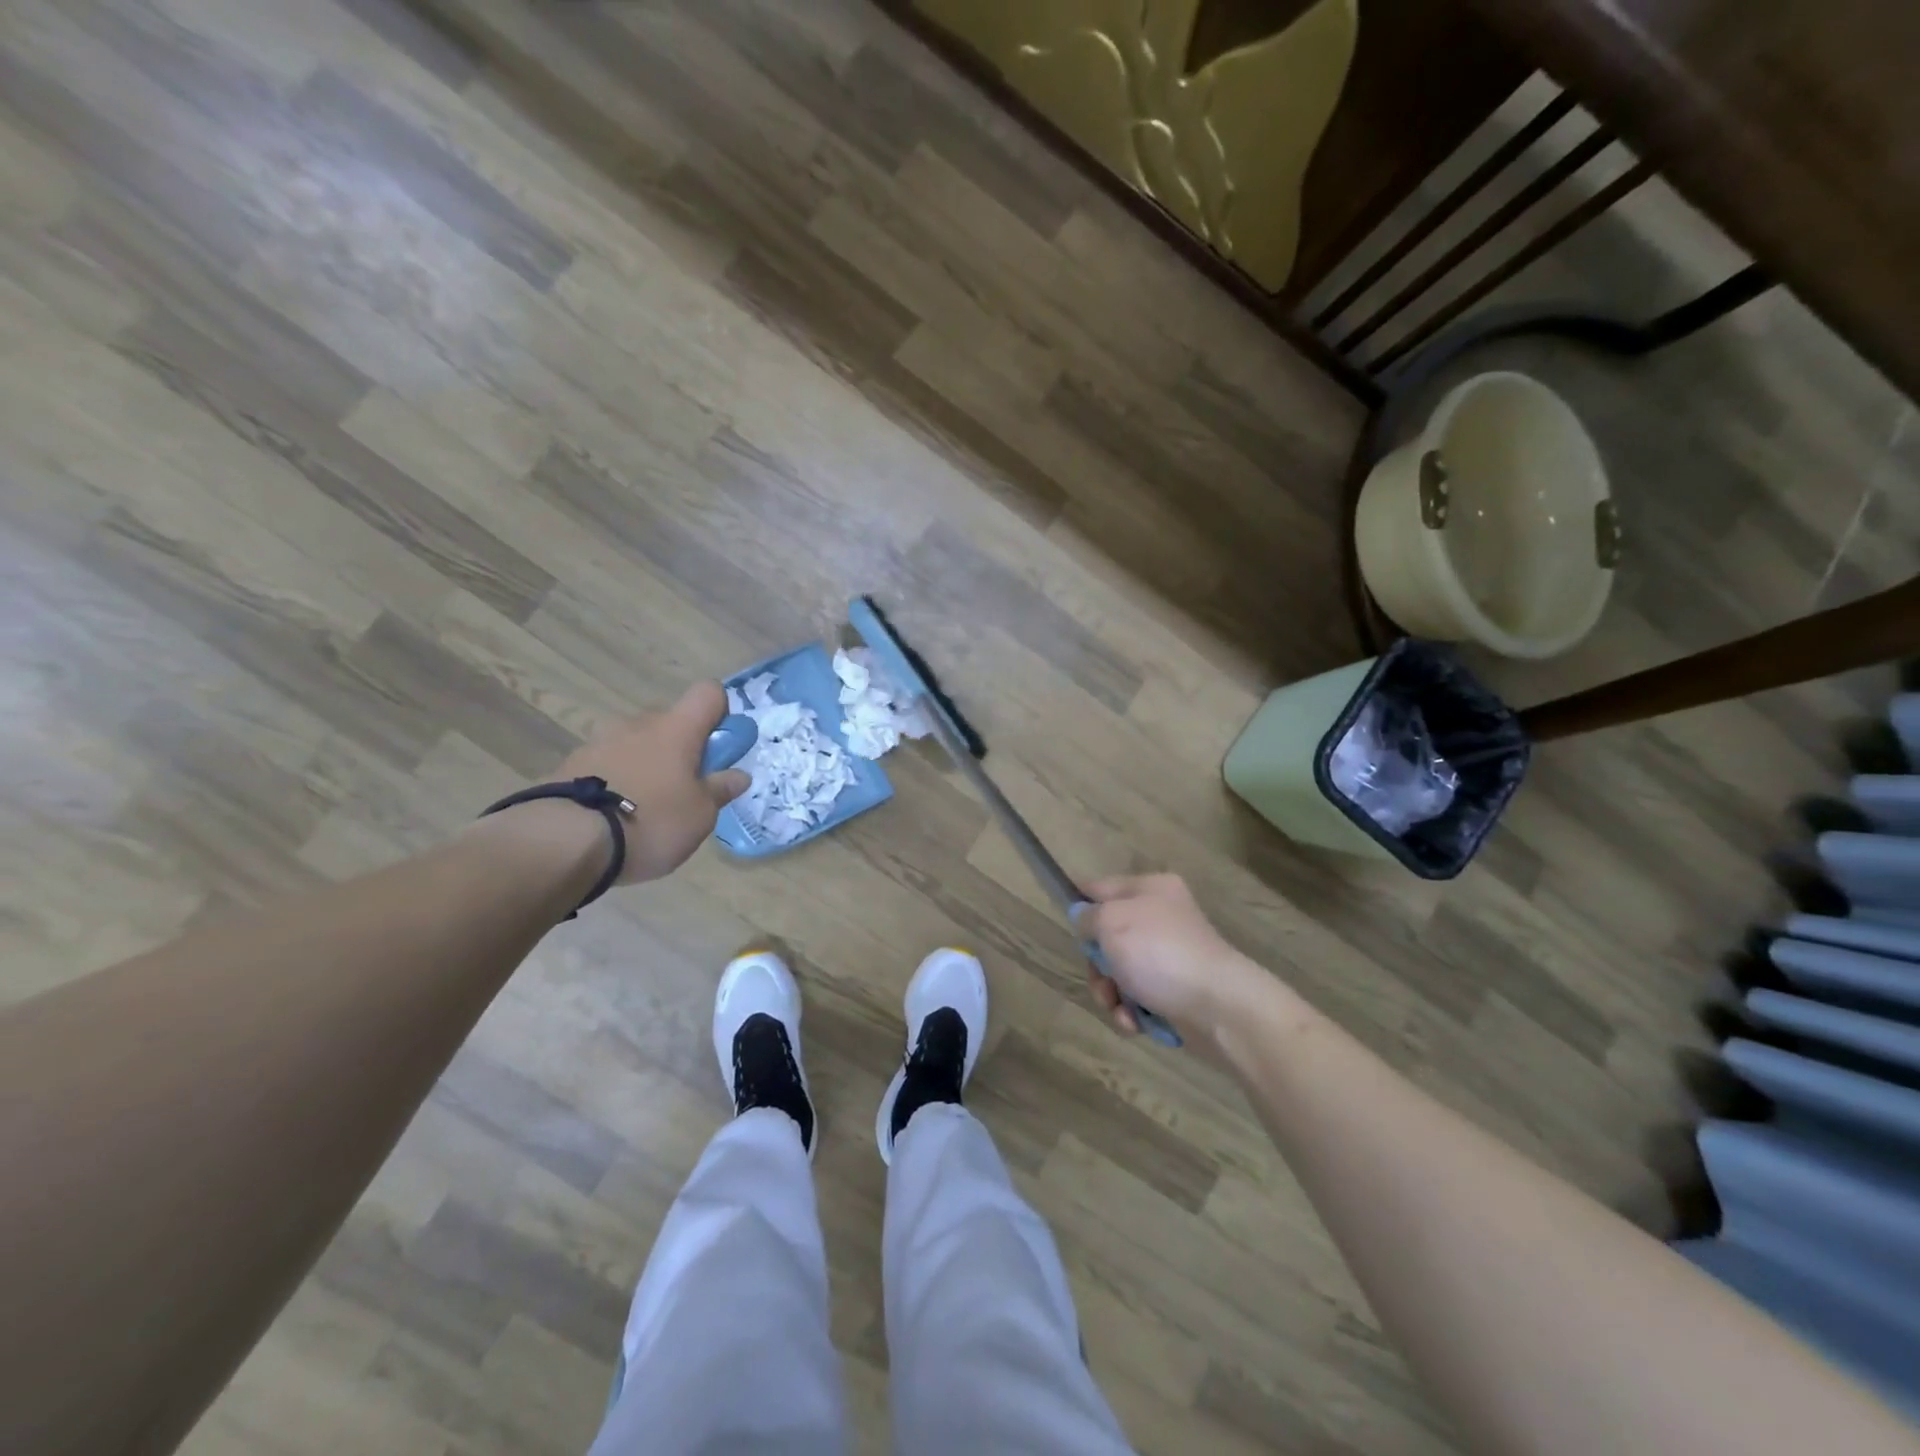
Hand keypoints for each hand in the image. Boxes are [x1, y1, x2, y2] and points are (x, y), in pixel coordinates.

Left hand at [552, 682, 750, 883]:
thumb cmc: (651, 821)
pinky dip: (617, 782)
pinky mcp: (570, 766)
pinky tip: (614, 818)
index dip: (720, 713)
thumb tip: (739, 775)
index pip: (708, 693)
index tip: (721, 748)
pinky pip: (607, 766)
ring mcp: (600, 742)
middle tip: (686, 790)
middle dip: (682, 749)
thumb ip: (720, 790)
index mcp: (677, 729)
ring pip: (637, 745)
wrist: (565, 841)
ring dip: (647, 766)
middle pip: (671, 723)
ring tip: (645, 811)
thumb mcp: (700, 815)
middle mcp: (638, 725)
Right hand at [1077, 874, 1279, 1050]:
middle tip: (1102, 980)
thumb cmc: (1159, 953)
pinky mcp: (1175, 989)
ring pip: (1119, 970)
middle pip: (1107, 936)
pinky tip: (1136, 1021)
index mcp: (1149, 889)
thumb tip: (1084, 918)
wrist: (1219, 1006)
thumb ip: (1087, 915)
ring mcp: (1169, 954)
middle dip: (1097, 965)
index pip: (1099, 888)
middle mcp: (1160, 917)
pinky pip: (1139, 995)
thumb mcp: (1111, 922)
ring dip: (1111, 993)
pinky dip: (1132, 1010)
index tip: (1069, 930)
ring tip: (1119, 1008)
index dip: (1079, 906)